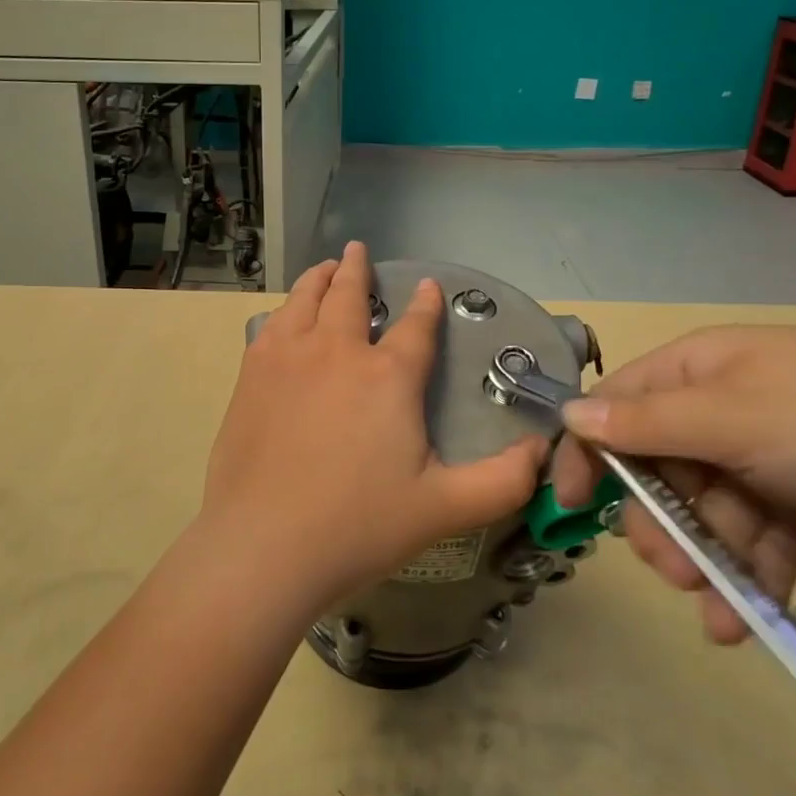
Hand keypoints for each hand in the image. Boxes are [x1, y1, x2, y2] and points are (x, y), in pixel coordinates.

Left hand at [201, 242, 548, 613]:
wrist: (263, 545)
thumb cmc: (358, 526)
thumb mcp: (445, 508)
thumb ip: (503, 480)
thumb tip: (544, 450)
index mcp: (387, 377)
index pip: (415, 327)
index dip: (425, 304)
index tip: (428, 285)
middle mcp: (337, 352)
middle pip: (350, 296)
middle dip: (359, 269)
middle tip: (360, 250)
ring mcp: (288, 359)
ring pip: (305, 300)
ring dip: (319, 278)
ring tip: (326, 267)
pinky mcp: (252, 376)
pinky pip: (271, 325)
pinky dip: (285, 308)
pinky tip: (286, 315)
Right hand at [552, 326, 795, 643]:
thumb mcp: (736, 419)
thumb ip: (648, 424)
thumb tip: (569, 415)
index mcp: (698, 373)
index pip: (617, 407)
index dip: (589, 452)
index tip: (570, 505)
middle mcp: (720, 411)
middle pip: (657, 470)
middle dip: (660, 523)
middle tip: (672, 568)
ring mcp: (760, 460)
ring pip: (704, 515)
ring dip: (705, 561)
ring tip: (719, 607)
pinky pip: (752, 542)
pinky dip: (748, 577)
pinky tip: (746, 619)